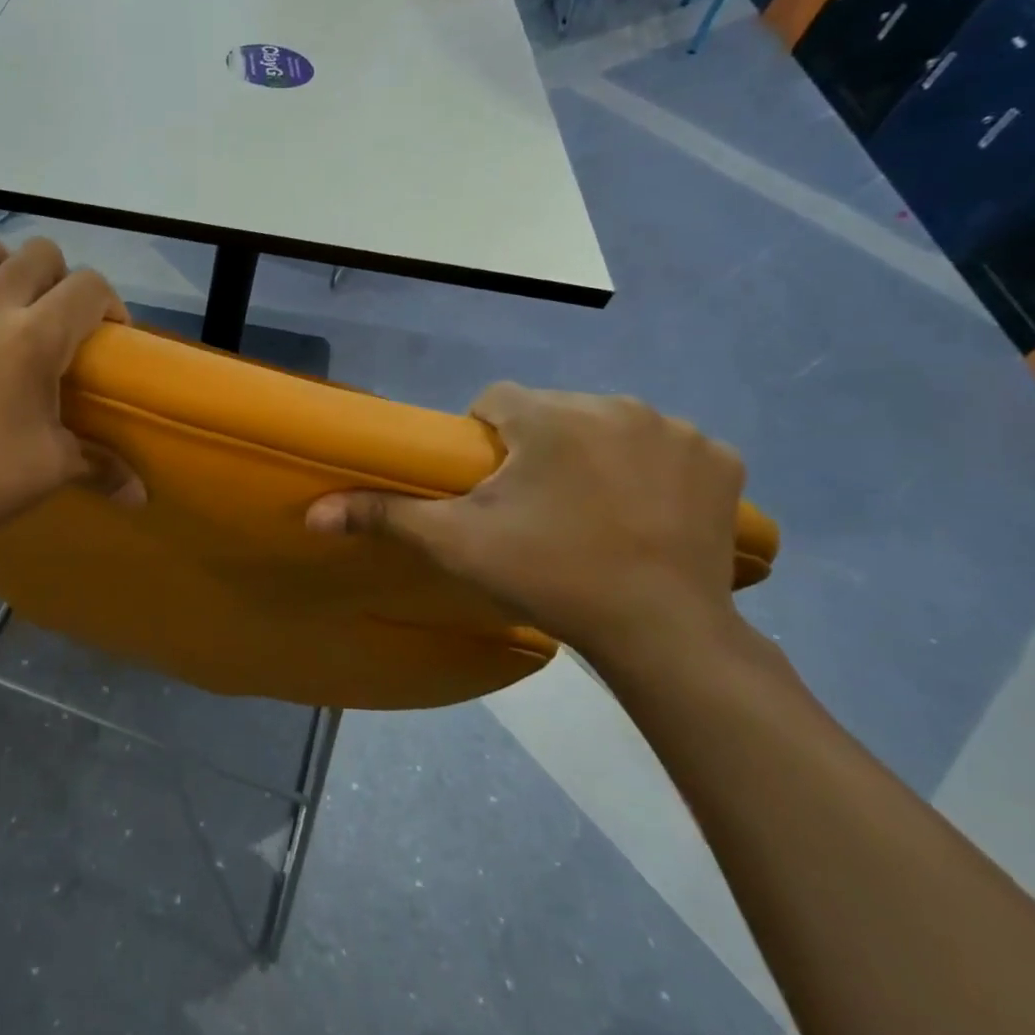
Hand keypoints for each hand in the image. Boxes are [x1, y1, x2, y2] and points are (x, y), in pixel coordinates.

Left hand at [0, 230, 142, 554]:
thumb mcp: (53, 468)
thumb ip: (103, 467)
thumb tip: (141, 496)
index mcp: (35, 338)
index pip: (90, 288)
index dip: (109, 304)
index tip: (108, 334)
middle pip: (39, 253)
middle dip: (60, 278)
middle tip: (58, 318)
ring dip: (0, 261)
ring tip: (4, 293)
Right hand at [306, 382, 745, 669]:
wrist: (663, 634)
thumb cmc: (549, 577)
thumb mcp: (456, 545)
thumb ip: (383, 515)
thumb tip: (313, 511)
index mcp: (548, 416)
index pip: (495, 401)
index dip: (482, 439)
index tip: (487, 485)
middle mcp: (614, 404)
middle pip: (553, 412)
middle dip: (537, 447)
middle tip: (535, 508)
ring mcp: (675, 429)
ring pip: (609, 425)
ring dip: (592, 454)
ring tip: (590, 512)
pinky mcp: (720, 458)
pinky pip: (667, 447)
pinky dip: (651, 469)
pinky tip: (645, 513)